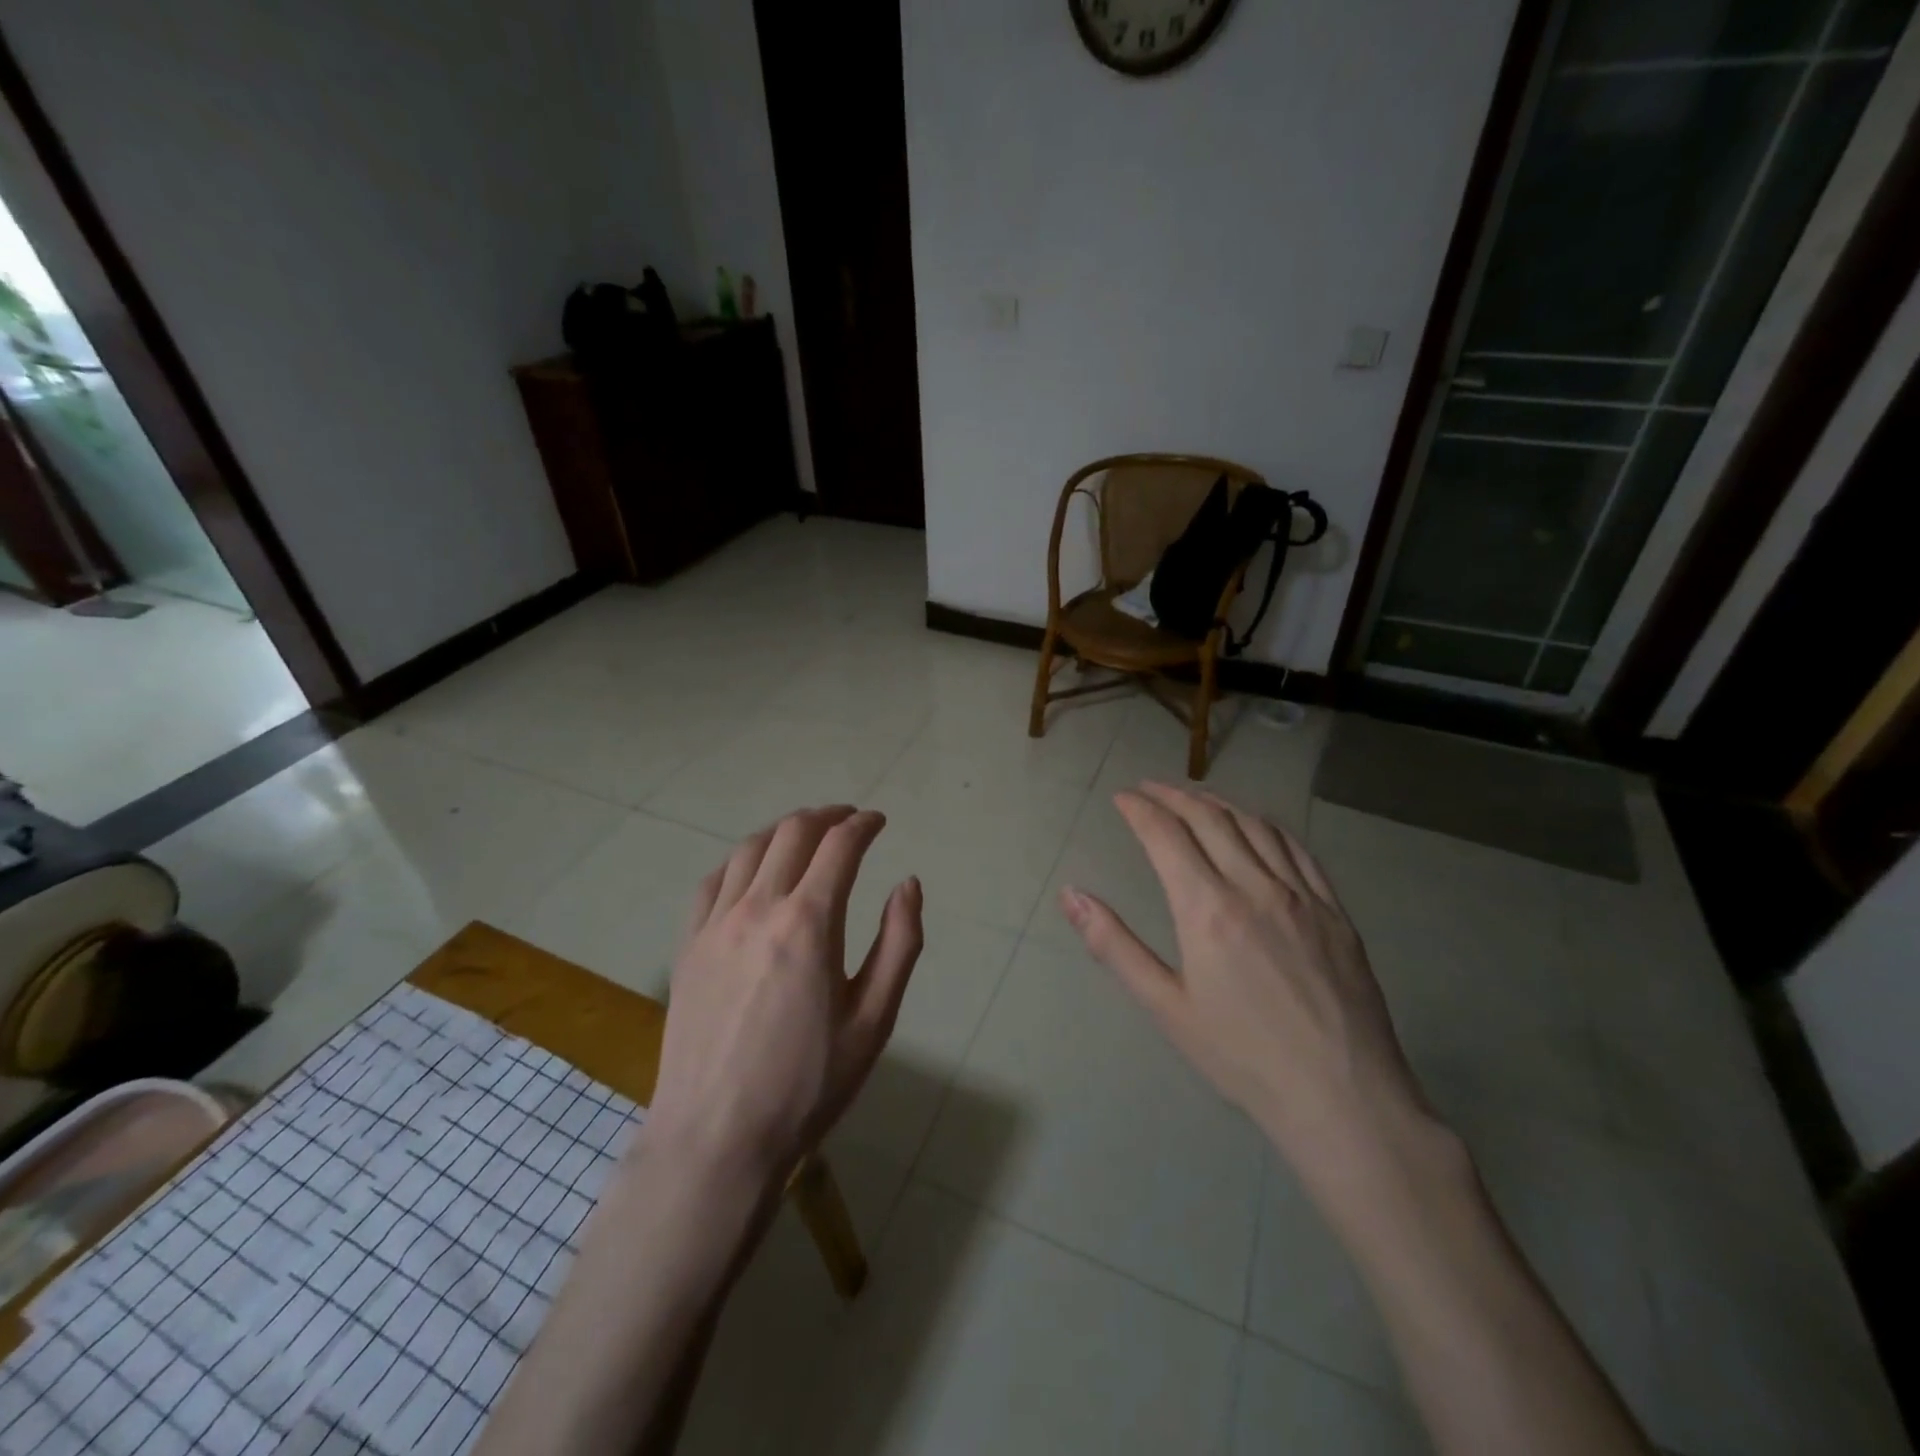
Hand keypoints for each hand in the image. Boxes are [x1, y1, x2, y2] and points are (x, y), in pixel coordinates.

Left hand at [644, 805, 922, 1189]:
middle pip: (792, 833)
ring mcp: (715, 924)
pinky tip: (751, 872)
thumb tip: (909, 883)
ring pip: (749, 848)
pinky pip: (712, 881)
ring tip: (805, 835)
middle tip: (848, 820)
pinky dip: (739, 861)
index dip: (864, 825)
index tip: (879, 821)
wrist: (717, 1138)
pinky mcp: (687, 945)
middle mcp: (758, 908)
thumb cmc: (808, 1083)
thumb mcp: (874, 1020)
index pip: (840, 846)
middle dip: (826, 816)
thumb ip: (899, 943)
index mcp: (809, 922)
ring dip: (783, 830)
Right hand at [1059, 783, 1434, 1194]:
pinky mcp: (1334, 909)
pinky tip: (1256, 826)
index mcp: (1207, 909)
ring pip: (1254, 825)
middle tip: (1148, 789)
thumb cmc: (1241, 1057)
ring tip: (1194, 798)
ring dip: (1217, 802)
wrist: (1342, 1097)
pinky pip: (1296, 848)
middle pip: (1209, 818)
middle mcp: (1254, 886)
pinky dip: (1266, 825)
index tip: (1122, 798)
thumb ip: (1114, 945)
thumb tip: (1071, 895)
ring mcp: (1301, 894)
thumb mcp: (1166, 1006)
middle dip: (1172, 796)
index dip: (1139, 809)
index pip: (1166, 835)